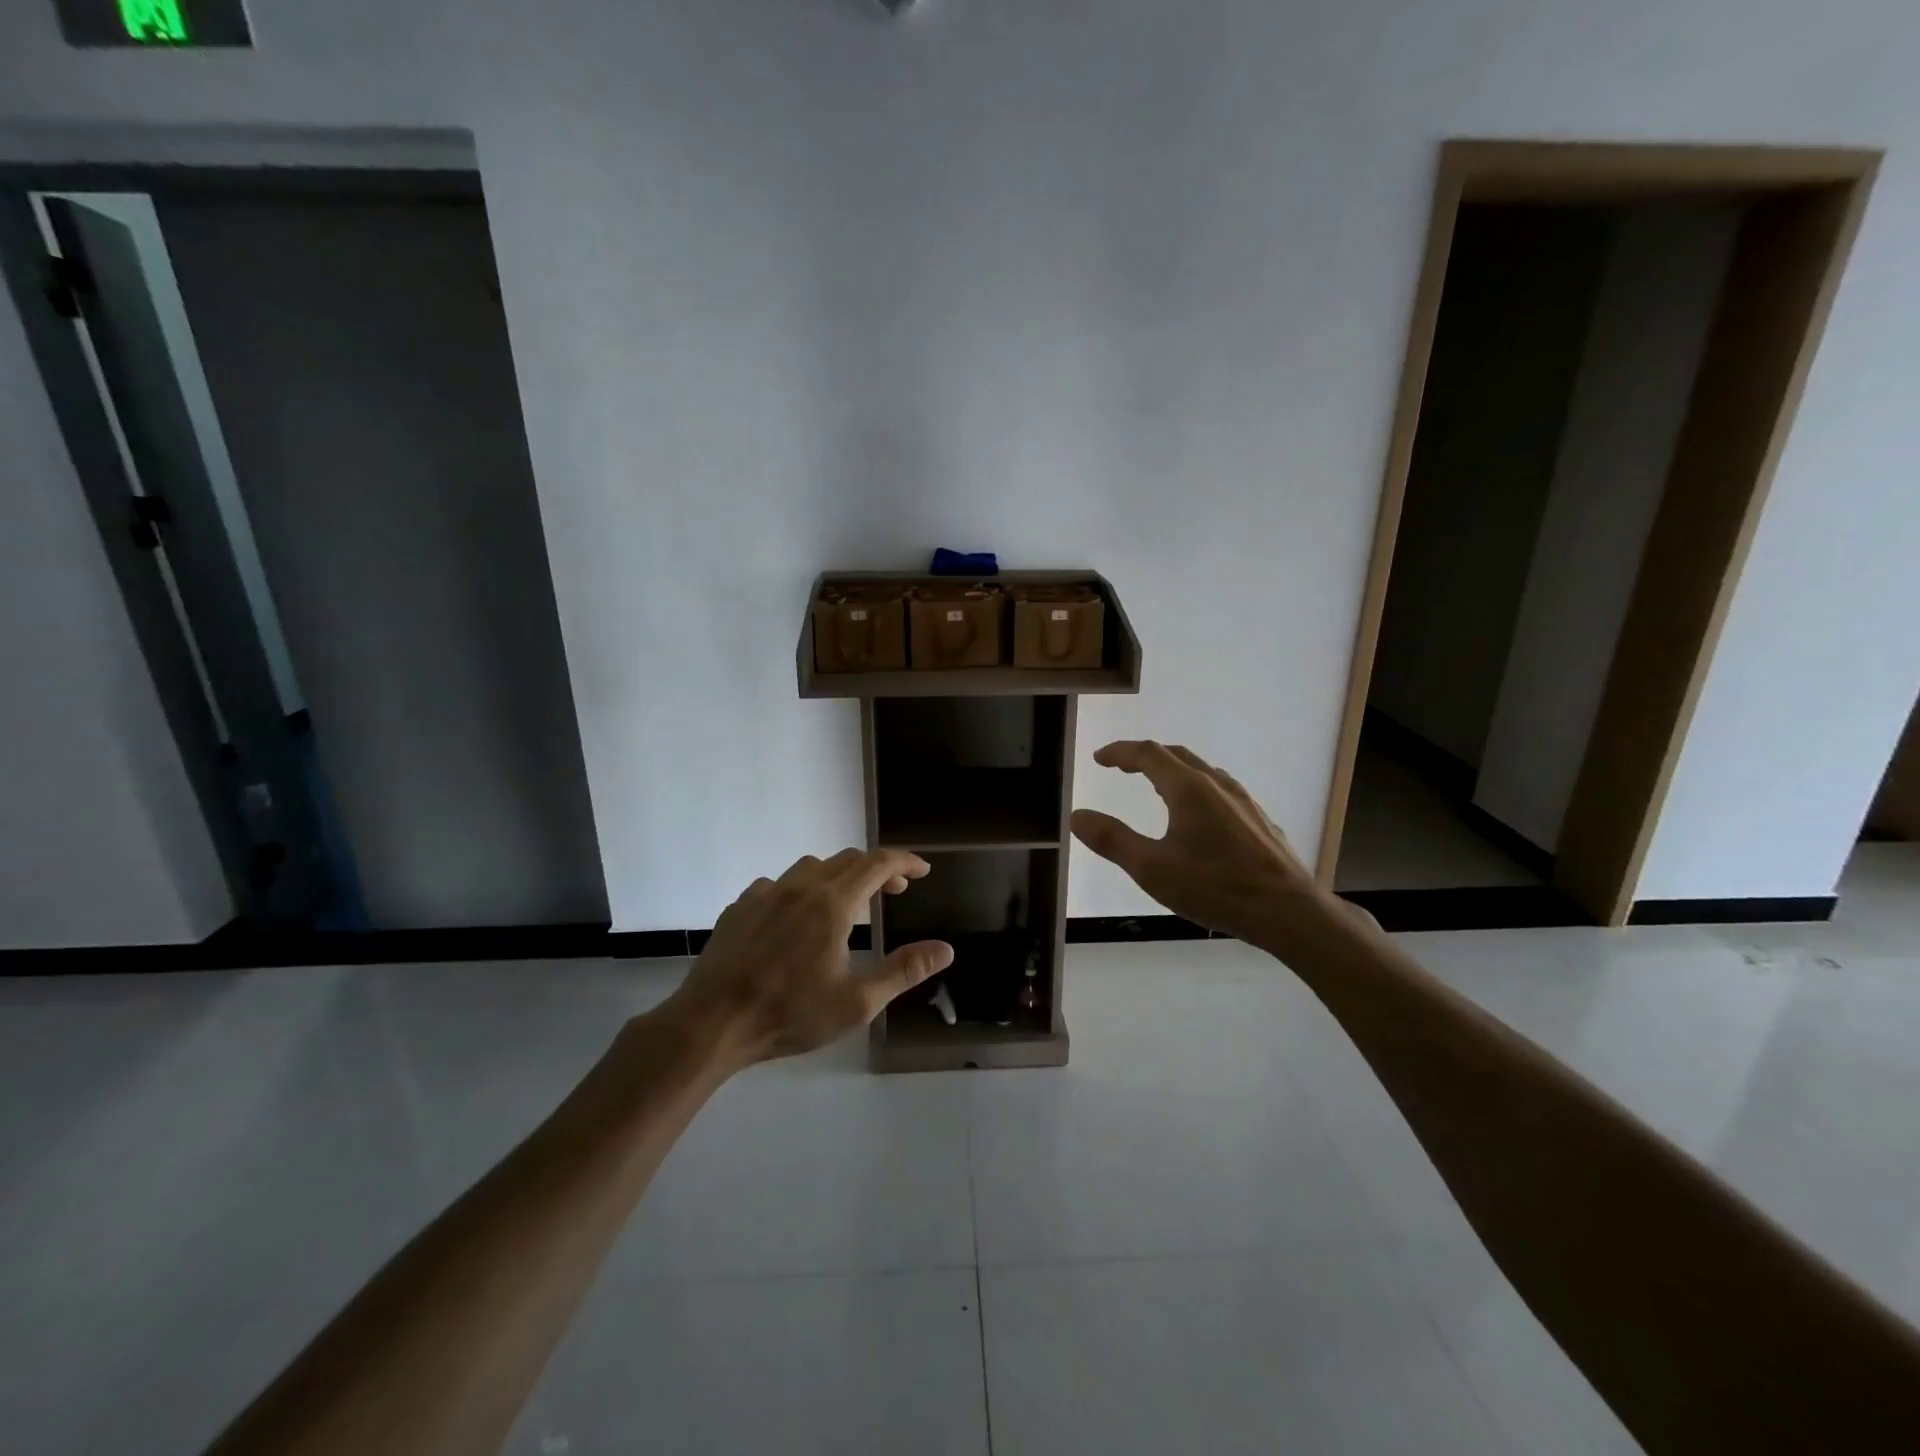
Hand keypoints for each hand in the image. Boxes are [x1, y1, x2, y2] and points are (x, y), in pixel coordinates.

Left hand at [669, 849, 955, 1065]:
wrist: (712, 1023)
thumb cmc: (790, 1014)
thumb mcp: (857, 1002)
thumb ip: (904, 970)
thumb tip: (946, 949)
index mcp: (832, 904)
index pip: (877, 864)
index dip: (904, 862)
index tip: (922, 871)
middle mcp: (800, 887)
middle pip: (847, 860)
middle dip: (876, 869)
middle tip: (894, 890)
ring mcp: (765, 894)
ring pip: (810, 868)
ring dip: (837, 875)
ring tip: (846, 903)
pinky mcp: (739, 907)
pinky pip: (778, 885)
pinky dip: (799, 890)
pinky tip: (795, 918)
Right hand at [1072, 741, 1331, 945]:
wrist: (1288, 911)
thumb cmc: (1215, 887)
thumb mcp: (1152, 869)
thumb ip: (1112, 840)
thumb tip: (1077, 816)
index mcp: (1188, 789)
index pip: (1148, 754)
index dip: (1120, 752)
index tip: (1099, 758)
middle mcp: (1217, 785)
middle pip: (1176, 755)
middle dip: (1144, 756)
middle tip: (1121, 767)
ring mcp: (1243, 801)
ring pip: (1201, 770)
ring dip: (1172, 770)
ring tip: (1155, 786)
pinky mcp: (1258, 820)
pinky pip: (1219, 789)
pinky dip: (1195, 786)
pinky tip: (1197, 815)